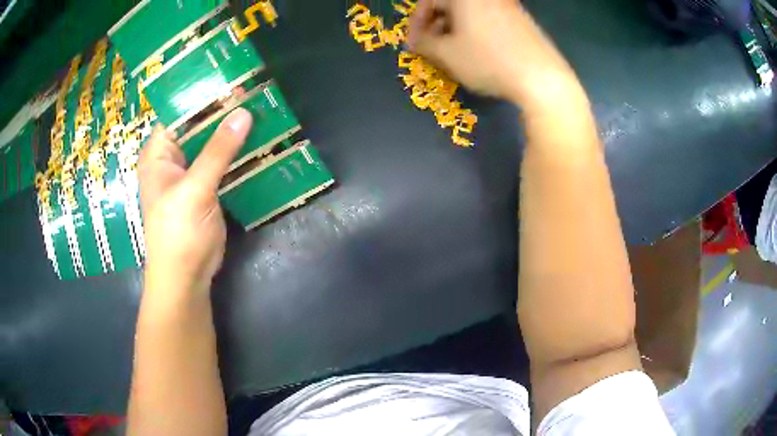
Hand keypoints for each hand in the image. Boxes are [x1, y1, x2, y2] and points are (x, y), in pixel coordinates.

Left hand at [138, 109, 252, 293]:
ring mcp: (191, 172)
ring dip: (233, 130)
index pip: (180, 112)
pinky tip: (259, 140)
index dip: (203, 94)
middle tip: (254, 92)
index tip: (233, 79)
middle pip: (198, 125)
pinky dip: (237, 152)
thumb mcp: (194, 189)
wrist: (186, 278)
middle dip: (223, 110)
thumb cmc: (178, 234)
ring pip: (212, 143)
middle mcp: (173, 157)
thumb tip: (244, 112)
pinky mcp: (207, 187)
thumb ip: (218, 151)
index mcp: (159, 152)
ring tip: (262, 109)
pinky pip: (222, 161)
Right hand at [408, 0, 583, 109]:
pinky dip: (475, 31)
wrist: (542, 77)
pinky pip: (488, 19)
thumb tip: (416, 42)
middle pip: (450, 5)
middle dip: (435, 26)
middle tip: (431, 49)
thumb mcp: (447, 54)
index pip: (429, 1)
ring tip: (453, 53)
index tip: (412, 45)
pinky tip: (477, 52)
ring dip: (454, 30)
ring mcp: (507, 6)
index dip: (416, 23)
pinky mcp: (522, 19)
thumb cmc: (488, 60)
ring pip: (470, 13)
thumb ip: (424, 44)